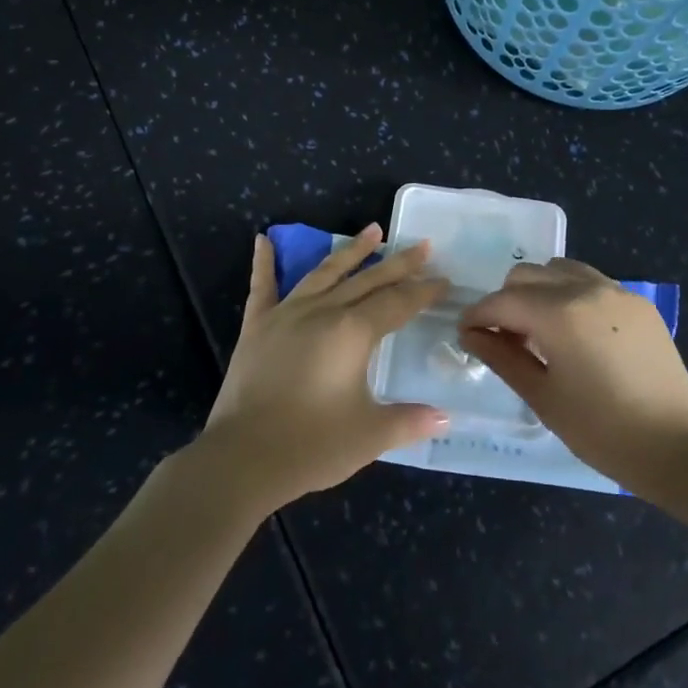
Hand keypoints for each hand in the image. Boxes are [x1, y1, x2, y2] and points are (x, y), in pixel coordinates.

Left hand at [196, 224, 451, 512]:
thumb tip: (444, 417)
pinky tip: (262, 240)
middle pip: (368, 280)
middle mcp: (323, 311)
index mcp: (353, 332)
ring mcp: (287, 314)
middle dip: (399, 264)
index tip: (444, 280)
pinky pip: (263, 287)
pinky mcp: (257, 326)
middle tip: (423, 246)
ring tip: (374, 230)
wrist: (243, 457)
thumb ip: (409, 421)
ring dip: (351, 251)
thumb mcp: (370, 436)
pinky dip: (263, 262)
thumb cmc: (312, 445)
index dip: (423, 292)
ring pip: (325, 273)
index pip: (398, 303)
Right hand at [458, 258, 687, 498]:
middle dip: (506, 301)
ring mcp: (616, 291)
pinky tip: (575, 333)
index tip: (466, 335)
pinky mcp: (638, 303)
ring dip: (538, 291)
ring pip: (559, 270)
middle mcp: (585, 289)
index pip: (502, 301)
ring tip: (540, 330)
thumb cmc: (602, 430)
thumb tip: (471, 335)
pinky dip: (569, 295)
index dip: (477, 317)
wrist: (677, 446)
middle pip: (527, 275)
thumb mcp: (542, 397)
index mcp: (558, 314)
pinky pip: (591, 282)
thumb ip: (502, 358)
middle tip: (504, 339)